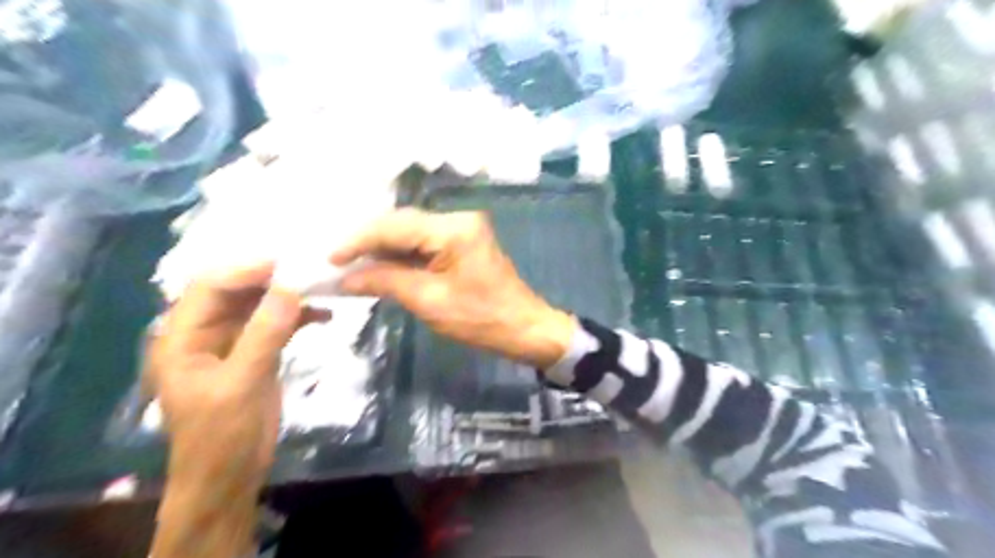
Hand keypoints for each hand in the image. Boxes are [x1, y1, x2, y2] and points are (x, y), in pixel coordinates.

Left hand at [149, 262, 325, 482]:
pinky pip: (278, 326)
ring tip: (322, 286)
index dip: (244, 270)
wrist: (230, 477)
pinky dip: (300, 318)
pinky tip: (326, 315)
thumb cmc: (221, 435)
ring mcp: (234, 344)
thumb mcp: (241, 384)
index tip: (286, 262)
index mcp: (183, 337)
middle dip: (271, 279)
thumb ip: (264, 334)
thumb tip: (290, 288)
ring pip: (260, 307)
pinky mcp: (258, 355)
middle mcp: (206, 334)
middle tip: (309, 268)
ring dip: (289, 297)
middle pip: (237, 292)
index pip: (209, 288)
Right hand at [332, 208, 575, 368]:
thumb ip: (386, 281)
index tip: (329, 258)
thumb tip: (346, 277)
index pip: (395, 226)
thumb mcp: (429, 301)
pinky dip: (402, 255)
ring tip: (351, 265)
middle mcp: (458, 219)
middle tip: (337, 262)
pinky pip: (424, 243)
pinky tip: (381, 266)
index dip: (359, 240)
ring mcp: (462, 229)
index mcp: (453, 229)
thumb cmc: (480, 319)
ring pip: (411, 233)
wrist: (524, 328)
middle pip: (402, 224)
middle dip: (369, 242)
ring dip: (383, 249)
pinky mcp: (463, 242)